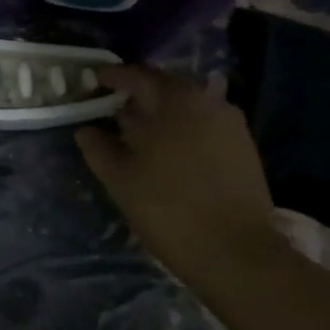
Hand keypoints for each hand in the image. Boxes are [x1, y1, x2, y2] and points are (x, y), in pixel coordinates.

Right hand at [76, 65, 281, 281]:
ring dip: (161, 112)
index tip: (93, 81)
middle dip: (137, 93)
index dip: (112, 77)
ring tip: (137, 131)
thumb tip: (85, 130)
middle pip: (165, 87)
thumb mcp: (120, 179)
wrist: (237, 253)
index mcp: (174, 100)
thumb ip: (98, 148)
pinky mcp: (244, 148)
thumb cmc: (169, 208)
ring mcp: (230, 124)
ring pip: (187, 106)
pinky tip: (168, 150)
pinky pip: (204, 124)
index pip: (137, 75)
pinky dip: (182, 128)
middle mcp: (206, 101)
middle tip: (112, 106)